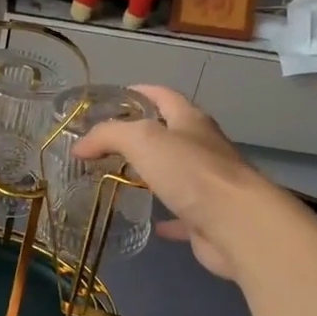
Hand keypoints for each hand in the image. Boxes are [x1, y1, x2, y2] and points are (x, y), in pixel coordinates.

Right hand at [71, 84, 274, 281]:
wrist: (236, 224)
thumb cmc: (191, 172)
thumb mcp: (143, 140)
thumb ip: (109, 135)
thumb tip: (80, 145)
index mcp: (191, 121)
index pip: (164, 96)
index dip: (139, 91)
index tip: (114, 97)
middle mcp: (202, 148)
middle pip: (170, 134)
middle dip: (140, 135)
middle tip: (106, 144)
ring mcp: (207, 184)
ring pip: (175, 174)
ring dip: (151, 175)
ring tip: (119, 179)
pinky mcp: (206, 217)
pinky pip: (180, 214)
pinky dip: (165, 217)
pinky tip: (148, 222)